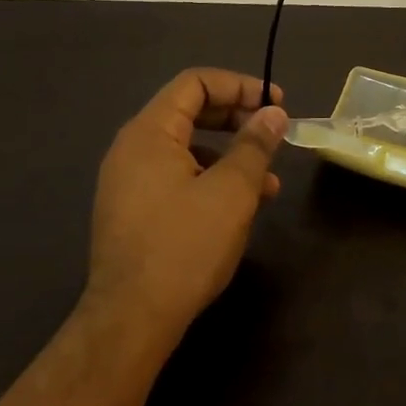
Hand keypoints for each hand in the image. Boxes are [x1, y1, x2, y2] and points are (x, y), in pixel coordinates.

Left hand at [85, 68, 289, 348]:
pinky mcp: (134, 210)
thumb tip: (272, 113)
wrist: (130, 323)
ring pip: (188, 147)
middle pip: (191, 110)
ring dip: (231, 153)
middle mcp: (132, 149)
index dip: (240, 85)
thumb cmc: (184, 246)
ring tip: (269, 182)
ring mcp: (129, 182)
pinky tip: (241, 206)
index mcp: (149, 133)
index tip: (275, 105)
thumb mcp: (232, 191)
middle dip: (238, 118)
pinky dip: (212, 177)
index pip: (196, 83)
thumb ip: (255, 145)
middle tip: (273, 133)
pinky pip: (178, 175)